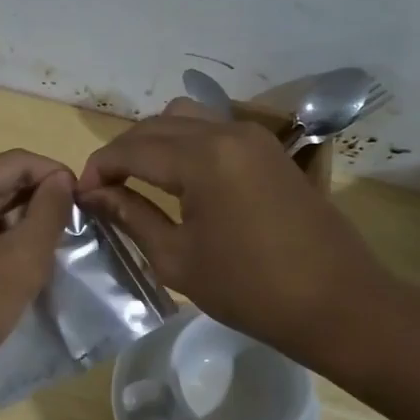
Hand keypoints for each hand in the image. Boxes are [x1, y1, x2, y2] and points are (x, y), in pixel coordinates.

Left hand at [0, 150, 74, 393]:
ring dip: (21, 226)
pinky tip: (15, 271)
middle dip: (40, 203)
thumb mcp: (19, 262)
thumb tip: (62, 181)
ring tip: (48, 256)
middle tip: (72, 235)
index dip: (57, 177)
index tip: (88, 207)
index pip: (19, 161)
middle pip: (1, 182)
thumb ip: (48, 214)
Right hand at [78, 100, 415, 370]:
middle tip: (105, 190)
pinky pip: (213, 128)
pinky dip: (184, 142)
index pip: (131, 149)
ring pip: (184, 117)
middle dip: (122, 153)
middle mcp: (226, 131)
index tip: (82, 196)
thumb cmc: (250, 289)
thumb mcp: (177, 258)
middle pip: (155, 125)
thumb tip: (93, 194)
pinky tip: (179, 177)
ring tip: (139, 179)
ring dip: (153, 141)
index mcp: (202, 158)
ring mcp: (253, 135)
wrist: (336, 302)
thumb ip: (131, 216)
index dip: (99, 168)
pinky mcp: (269, 148)